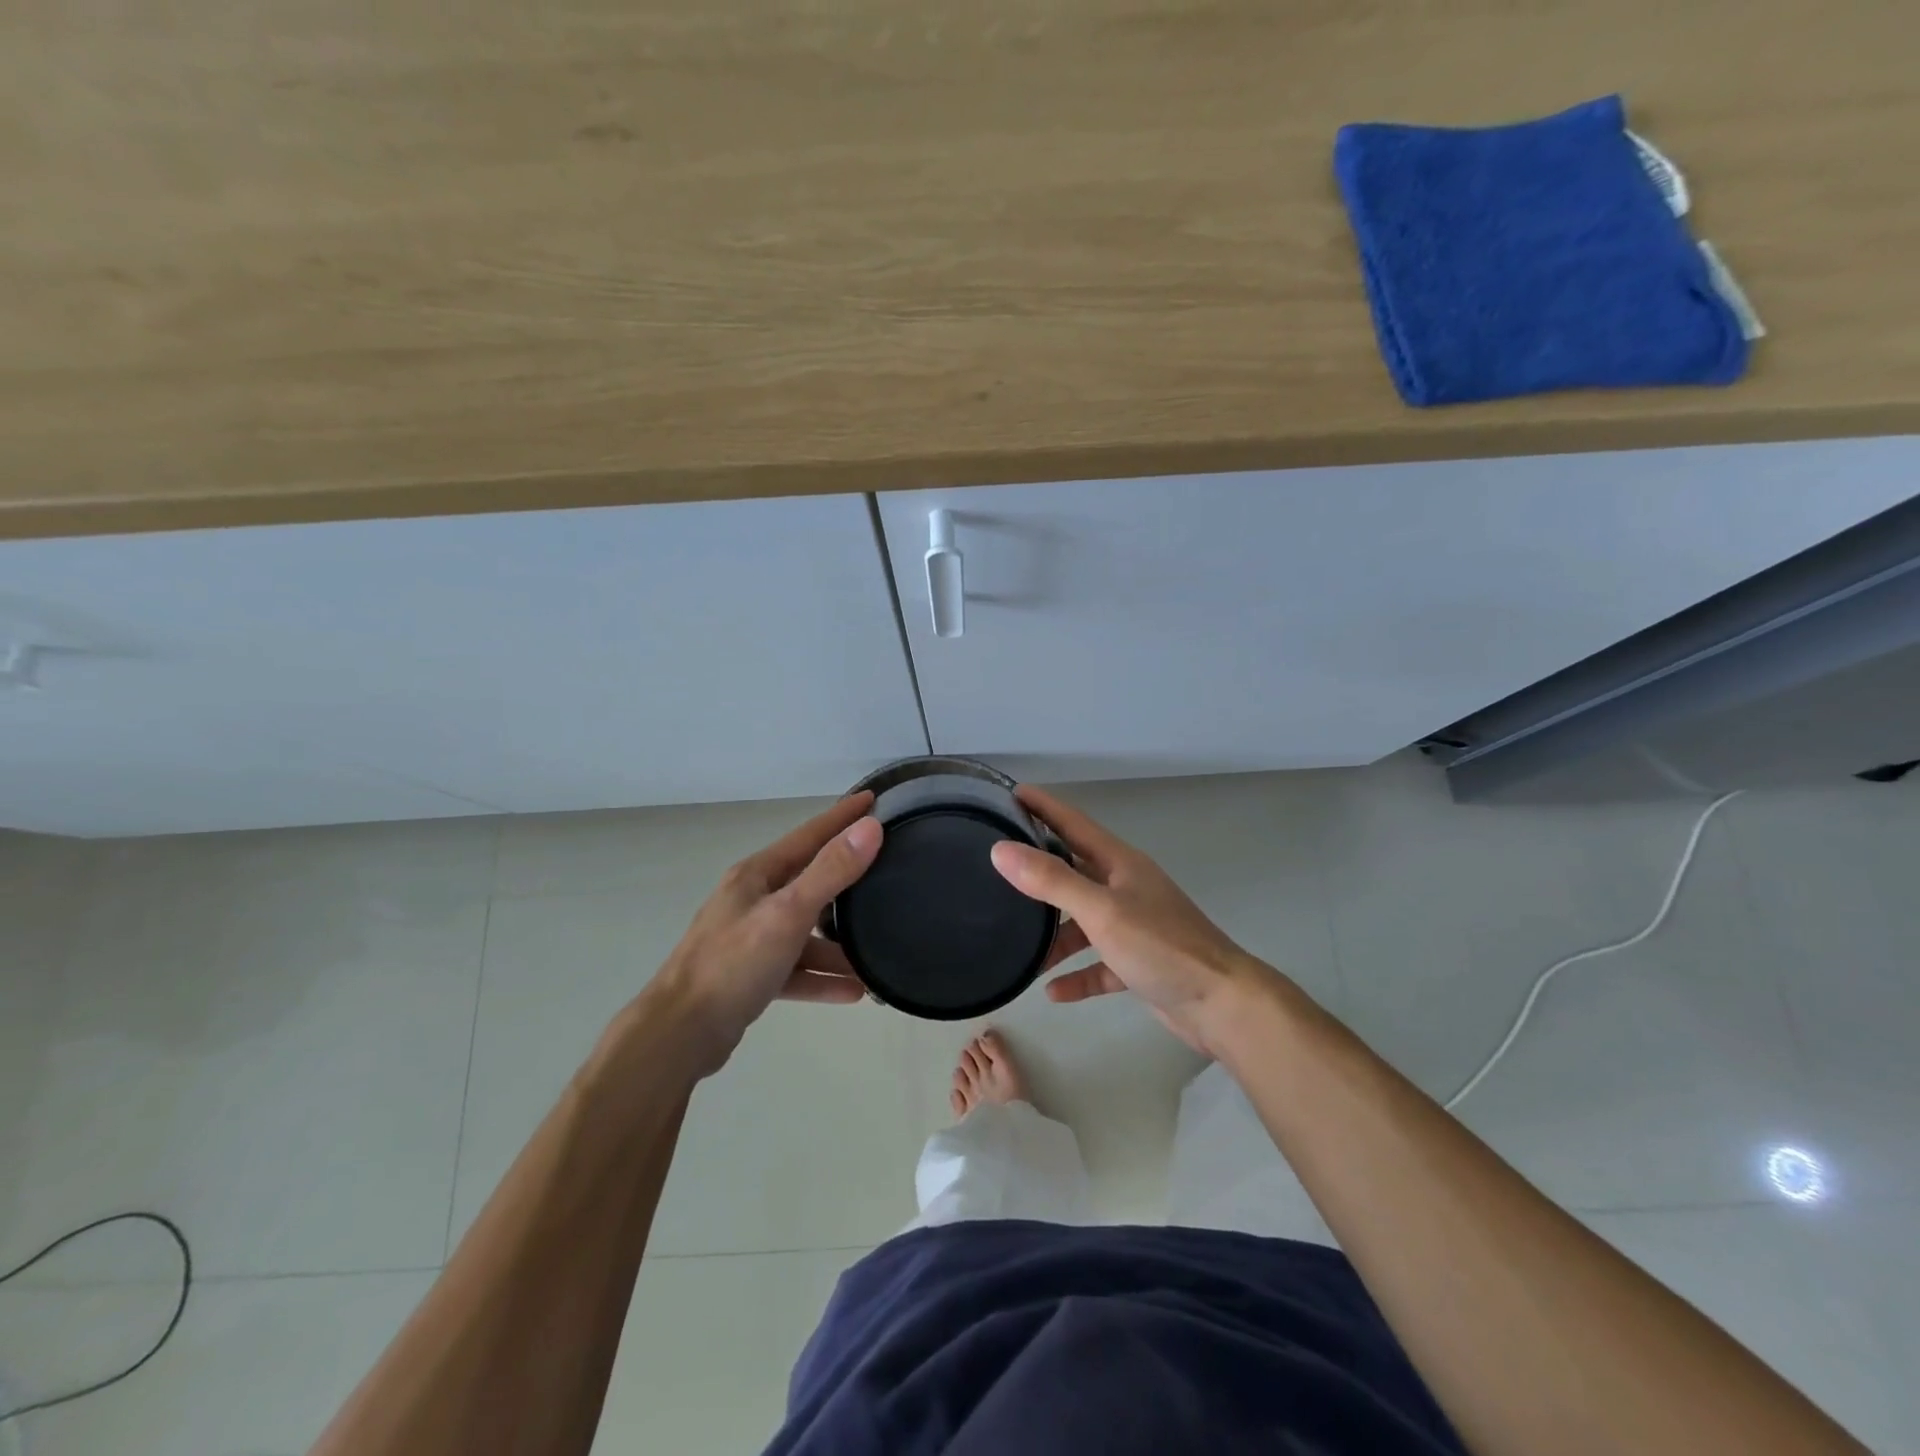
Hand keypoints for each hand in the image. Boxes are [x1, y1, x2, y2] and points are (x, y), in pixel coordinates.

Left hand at [644, 793, 882, 1076]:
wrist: (679, 1034)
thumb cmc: (733, 964)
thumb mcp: (788, 912)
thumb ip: (831, 871)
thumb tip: (870, 827)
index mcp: (757, 875)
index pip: (809, 835)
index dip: (842, 817)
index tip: (873, 798)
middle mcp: (753, 900)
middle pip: (809, 880)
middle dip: (846, 878)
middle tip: (886, 870)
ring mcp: (750, 939)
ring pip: (805, 932)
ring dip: (839, 944)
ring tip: (876, 954)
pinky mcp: (750, 976)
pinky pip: (796, 969)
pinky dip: (821, 977)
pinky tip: (853, 991)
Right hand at [989, 784, 1295, 1055]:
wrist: (1222, 1004)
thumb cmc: (1161, 946)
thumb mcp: (1101, 910)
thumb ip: (1051, 880)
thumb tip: (1001, 850)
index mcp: (1120, 863)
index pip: (1073, 823)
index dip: (1042, 806)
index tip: (1009, 792)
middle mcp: (1125, 887)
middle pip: (1073, 870)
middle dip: (1038, 870)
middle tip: (997, 869)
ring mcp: (1134, 926)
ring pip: (1083, 922)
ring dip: (1054, 937)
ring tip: (1018, 951)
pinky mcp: (1139, 963)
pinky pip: (1098, 964)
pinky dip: (1077, 974)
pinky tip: (1052, 991)